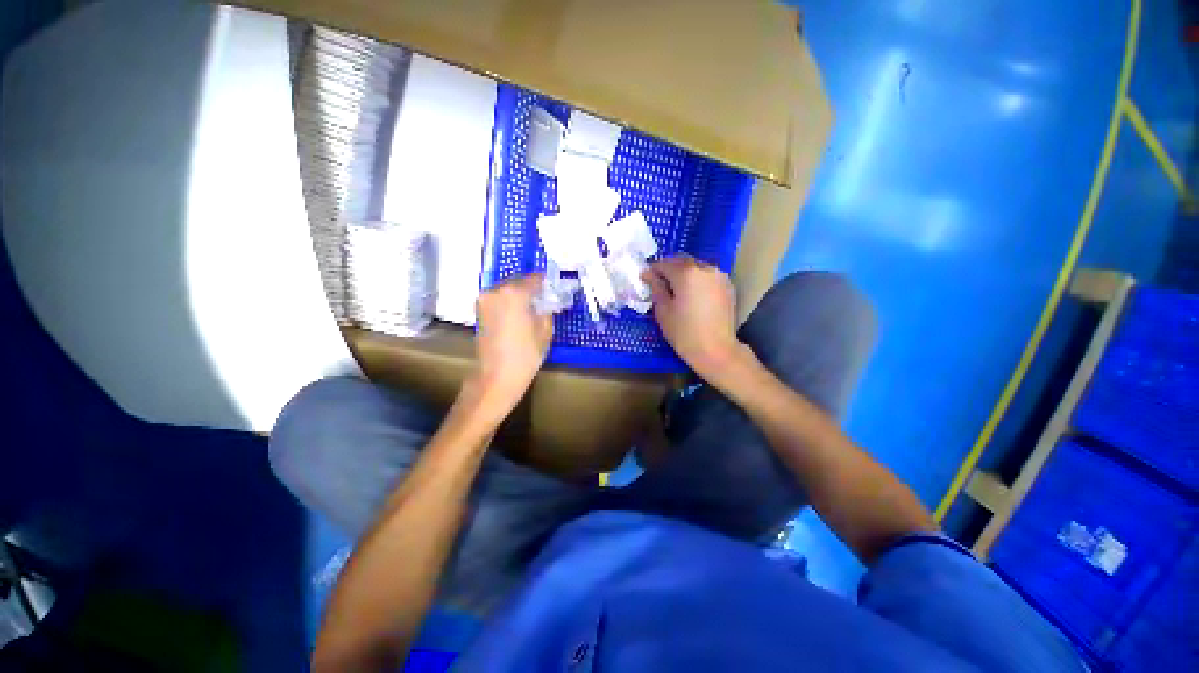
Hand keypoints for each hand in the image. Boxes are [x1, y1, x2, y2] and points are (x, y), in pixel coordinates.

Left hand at [471, 274, 552, 412]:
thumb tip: (546, 302)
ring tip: (531, 307)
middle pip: (518, 282)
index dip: (545, 282)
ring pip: (506, 290)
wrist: (497, 376)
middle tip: (543, 297)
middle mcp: (496, 291)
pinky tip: (518, 314)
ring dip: (518, 295)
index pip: (534, 279)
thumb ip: (546, 310)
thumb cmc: (526, 354)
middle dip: (531, 288)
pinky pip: (498, 299)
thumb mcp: (545, 330)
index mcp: (515, 293)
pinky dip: (508, 302)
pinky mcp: (479, 311)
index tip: (553, 287)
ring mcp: (484, 300)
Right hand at [642, 255, 744, 379]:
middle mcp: (705, 268)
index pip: (664, 263)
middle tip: (659, 283)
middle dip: (669, 269)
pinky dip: (697, 279)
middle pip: (682, 261)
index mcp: (686, 273)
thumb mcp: (663, 311)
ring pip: (696, 267)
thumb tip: (649, 274)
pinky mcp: (727, 286)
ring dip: (684, 273)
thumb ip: (656, 288)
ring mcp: (719, 276)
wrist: (716, 350)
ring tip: (675, 289)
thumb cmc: (684, 333)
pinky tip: (692, 294)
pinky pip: (707, 276)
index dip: (652, 270)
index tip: (645, 279)